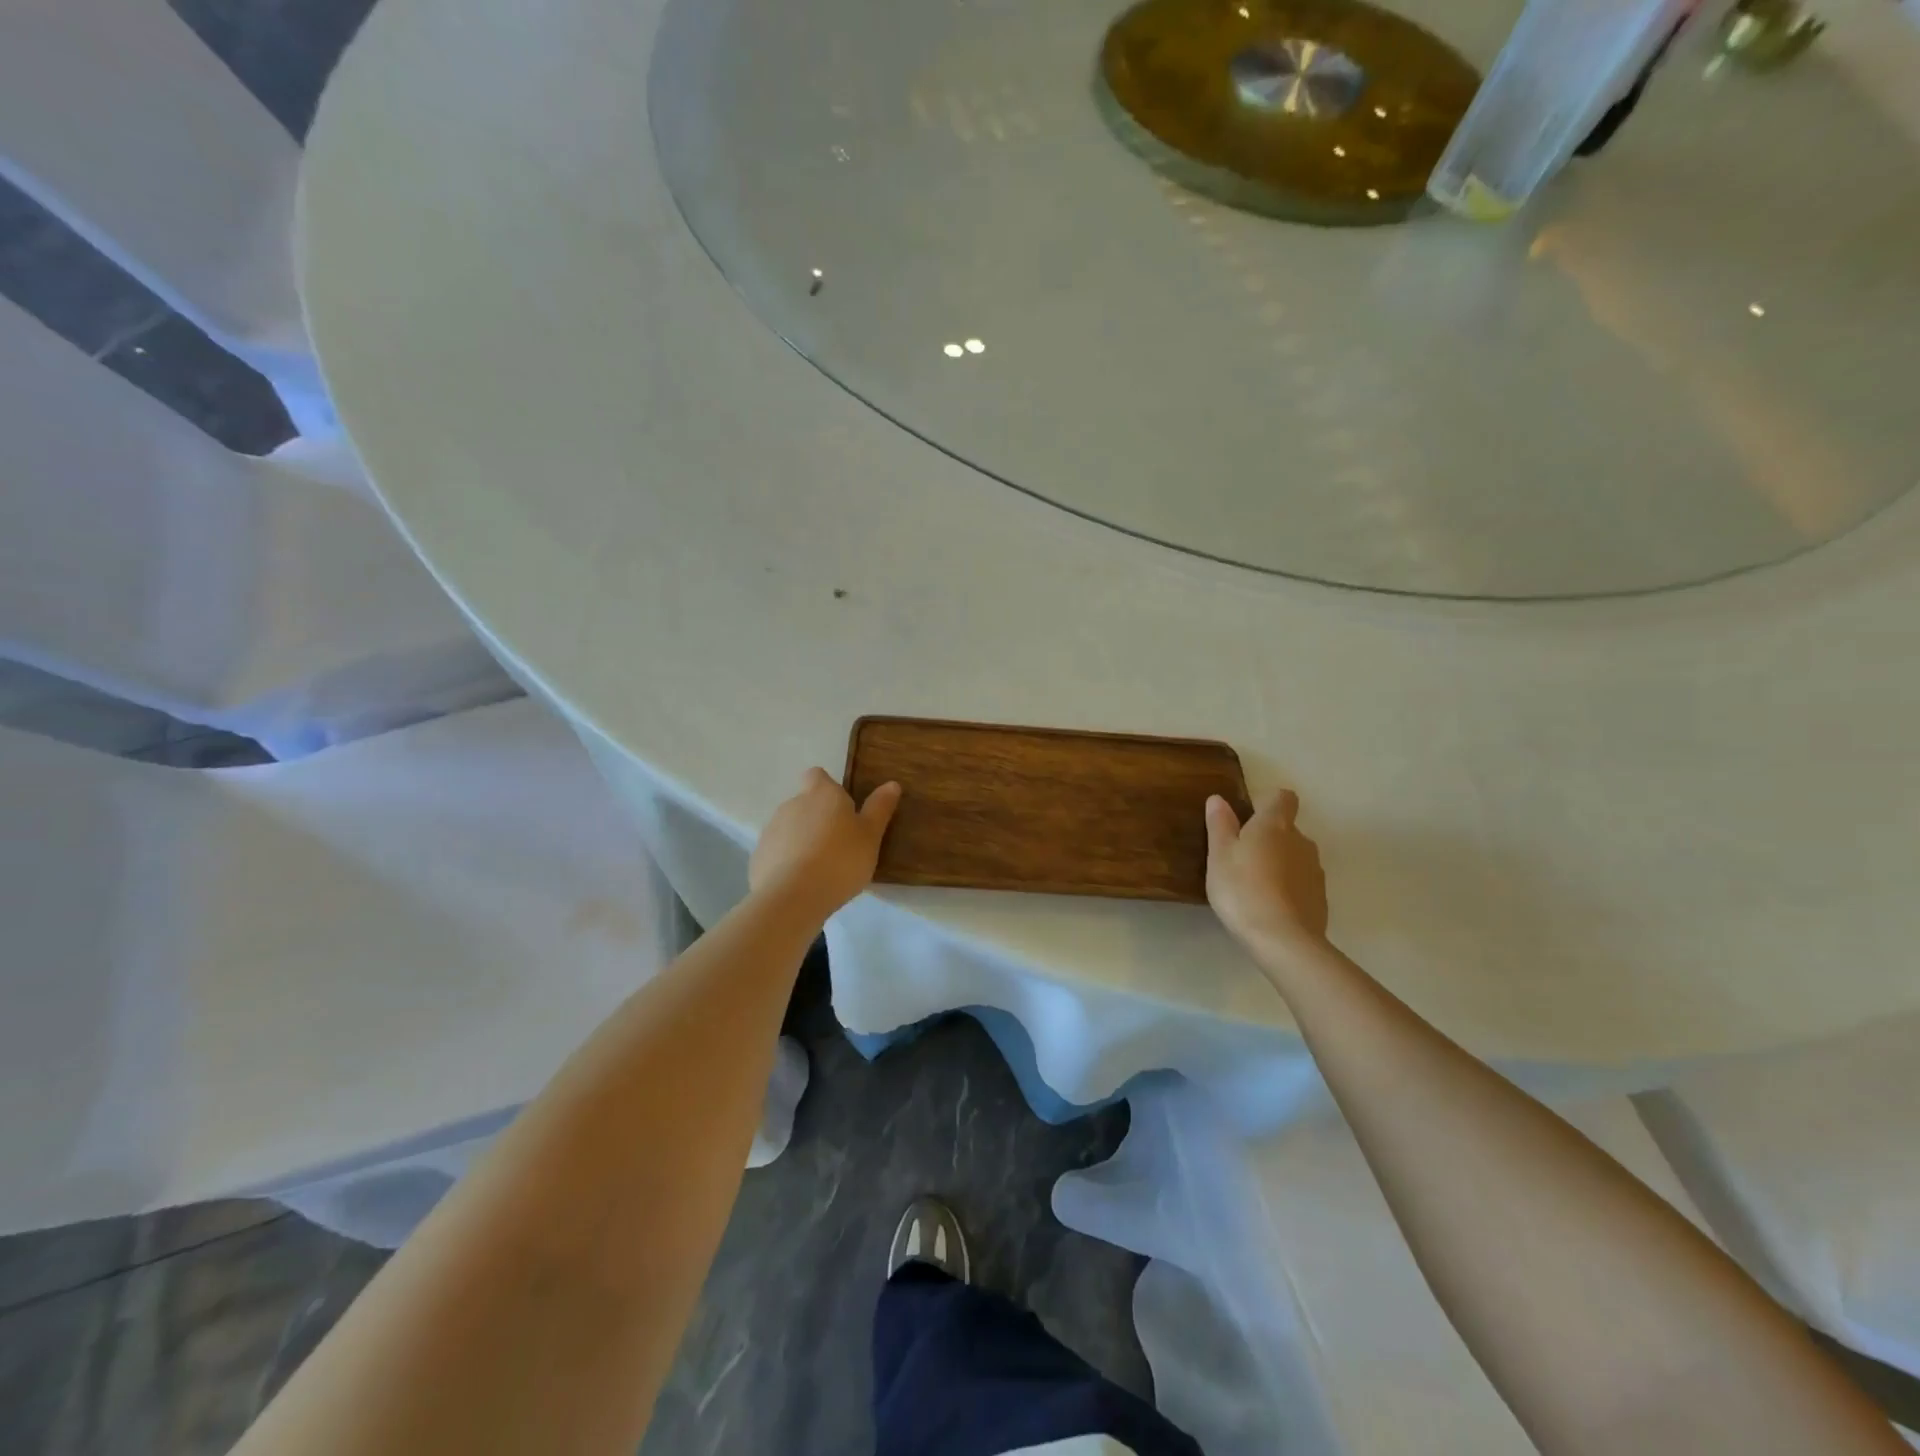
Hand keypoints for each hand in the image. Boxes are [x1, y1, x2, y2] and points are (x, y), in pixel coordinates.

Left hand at [749, 768, 901, 918]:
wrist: (792, 898)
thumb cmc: (840, 860)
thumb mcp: (870, 836)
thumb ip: (879, 809)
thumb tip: (892, 784)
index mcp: (821, 794)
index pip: (817, 775)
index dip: (828, 788)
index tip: (843, 809)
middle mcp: (792, 804)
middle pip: (805, 803)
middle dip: (818, 818)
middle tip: (840, 845)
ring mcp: (771, 830)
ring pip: (790, 828)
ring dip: (803, 840)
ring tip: (821, 868)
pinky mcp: (759, 856)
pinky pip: (777, 853)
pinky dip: (788, 862)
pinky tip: (801, 883)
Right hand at [1204, 788, 1329, 961]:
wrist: (1283, 940)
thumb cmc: (1242, 889)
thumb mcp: (1219, 855)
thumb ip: (1219, 825)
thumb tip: (1219, 799)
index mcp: (1275, 825)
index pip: (1282, 797)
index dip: (1266, 803)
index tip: (1247, 819)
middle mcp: (1301, 841)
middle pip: (1287, 829)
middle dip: (1268, 838)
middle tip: (1240, 859)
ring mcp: (1315, 870)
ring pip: (1295, 857)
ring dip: (1278, 864)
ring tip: (1254, 886)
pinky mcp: (1320, 898)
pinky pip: (1301, 883)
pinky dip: (1288, 888)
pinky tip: (1269, 907)